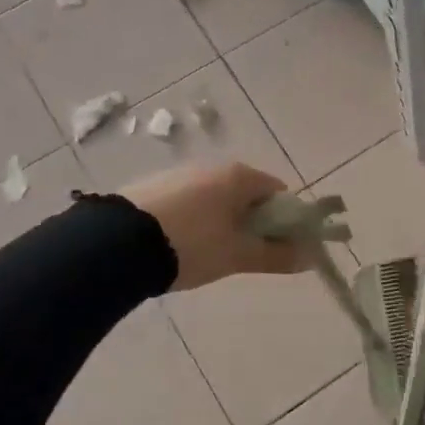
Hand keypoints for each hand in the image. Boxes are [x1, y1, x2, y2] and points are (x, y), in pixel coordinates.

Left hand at [122, 163, 307, 290]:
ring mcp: (178, 175)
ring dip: (221, 222)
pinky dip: (193, 221)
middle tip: (244, 254)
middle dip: (251, 222)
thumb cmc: (192, 244)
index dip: (285, 220)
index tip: (279, 246)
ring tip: (208, 255)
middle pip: (246, 194)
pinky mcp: (151, 188)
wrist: (115, 244)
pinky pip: (187, 203)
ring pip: (215, 199)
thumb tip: (309, 257)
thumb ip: (276, 256)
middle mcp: (211, 167)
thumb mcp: (238, 256)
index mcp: (239, 176)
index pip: (278, 192)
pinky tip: (179, 246)